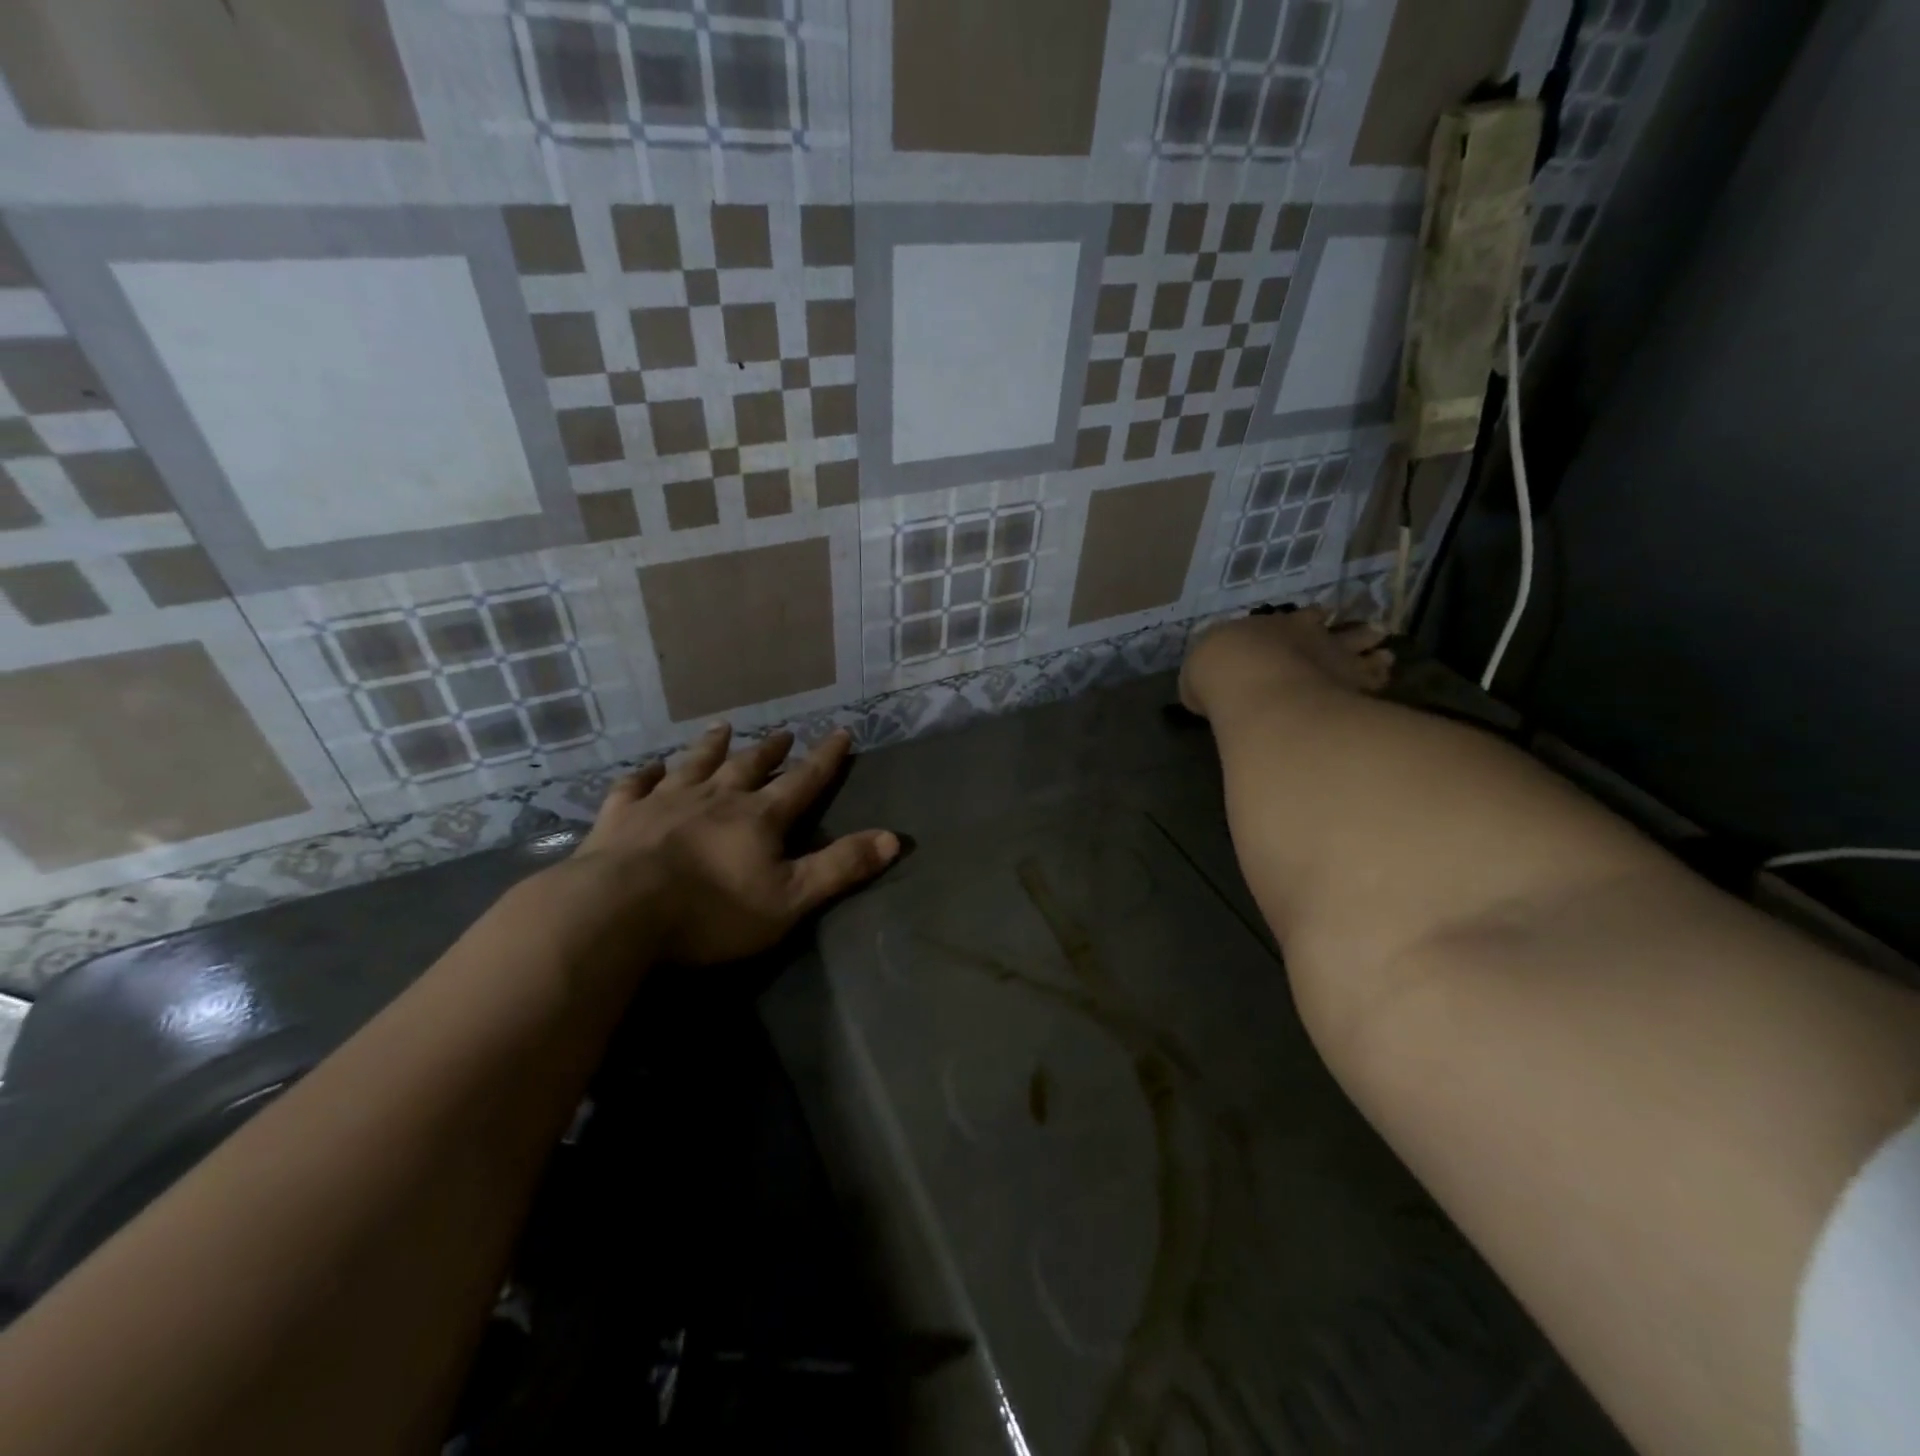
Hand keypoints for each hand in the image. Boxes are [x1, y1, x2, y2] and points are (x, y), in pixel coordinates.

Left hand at [563, 723, 899, 964]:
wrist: (618, 912)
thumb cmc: (711, 911)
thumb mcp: (790, 899)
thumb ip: (841, 867)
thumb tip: (895, 838)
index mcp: (758, 817)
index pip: (802, 780)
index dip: (825, 758)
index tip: (840, 731)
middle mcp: (714, 798)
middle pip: (748, 766)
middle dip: (769, 750)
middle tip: (783, 732)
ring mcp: (664, 802)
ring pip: (694, 765)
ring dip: (711, 747)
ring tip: (723, 727)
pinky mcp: (621, 817)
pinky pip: (634, 786)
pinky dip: (644, 774)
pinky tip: (647, 767)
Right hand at [1180, 608, 1392, 719]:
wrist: (1249, 684)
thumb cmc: (1219, 673)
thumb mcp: (1199, 673)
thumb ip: (1211, 677)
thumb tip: (1206, 689)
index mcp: (1276, 627)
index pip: (1304, 618)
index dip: (1313, 620)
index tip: (1323, 619)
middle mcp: (1312, 638)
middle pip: (1341, 630)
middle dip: (1354, 632)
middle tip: (1370, 632)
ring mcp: (1337, 660)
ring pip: (1365, 651)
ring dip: (1375, 653)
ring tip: (1387, 655)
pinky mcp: (1354, 686)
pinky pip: (1375, 680)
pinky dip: (1380, 679)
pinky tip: (1385, 681)